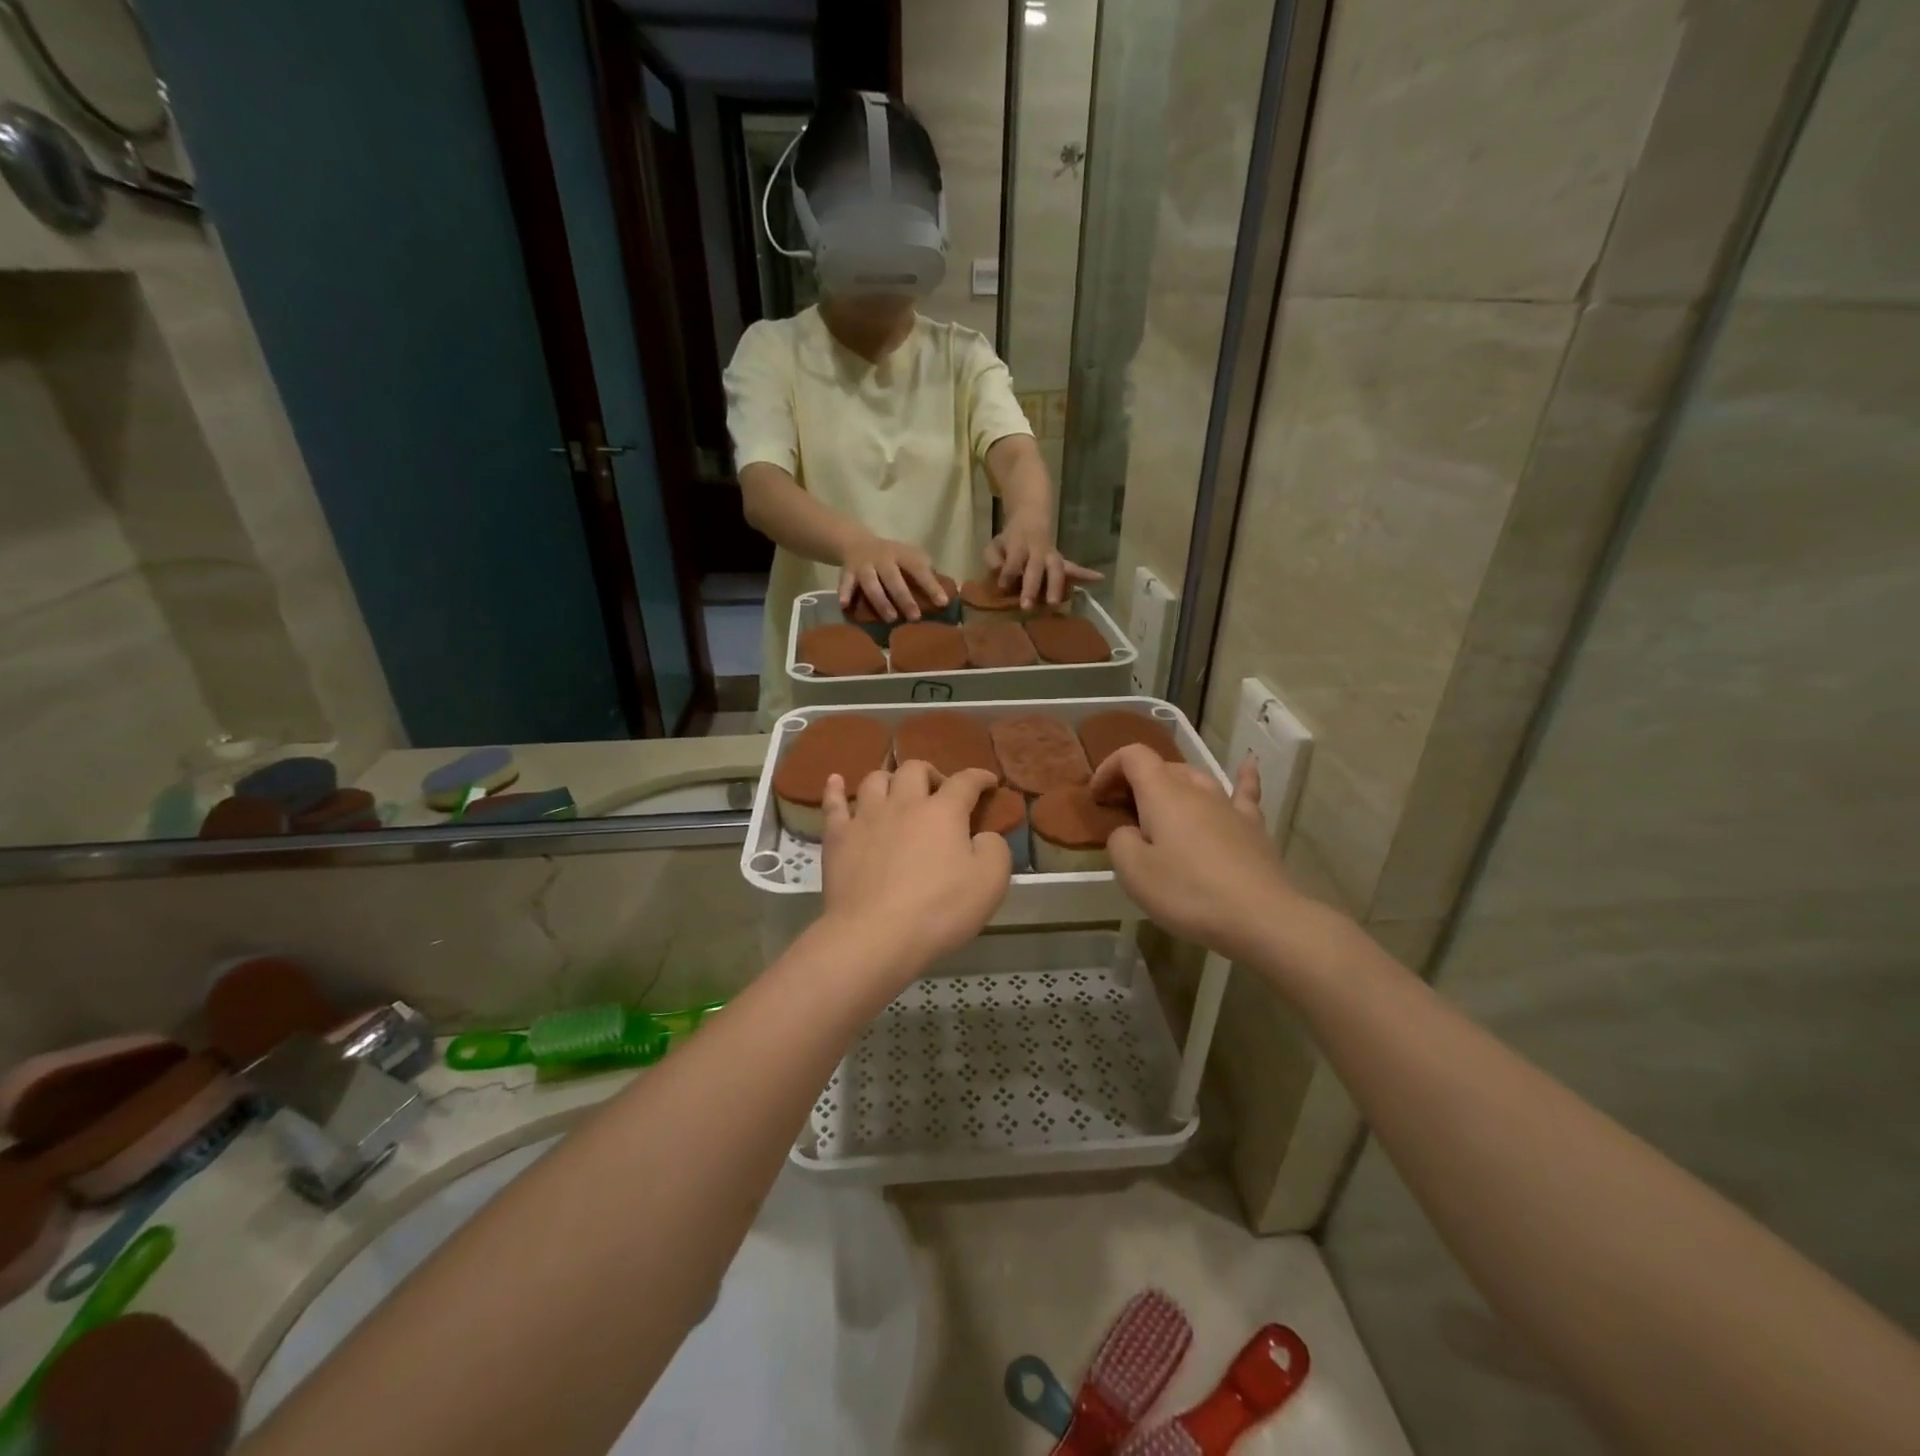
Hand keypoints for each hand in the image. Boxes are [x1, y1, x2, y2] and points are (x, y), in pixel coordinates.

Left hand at [818, 762, 1010, 984]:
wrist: (875, 935)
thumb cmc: (939, 909)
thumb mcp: (990, 882)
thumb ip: (994, 849)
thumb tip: (984, 836)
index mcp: (943, 811)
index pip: (965, 782)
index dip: (980, 777)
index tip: (989, 781)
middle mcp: (903, 804)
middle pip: (914, 770)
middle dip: (931, 773)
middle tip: (938, 792)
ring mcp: (866, 818)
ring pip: (875, 780)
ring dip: (890, 780)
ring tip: (897, 792)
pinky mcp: (838, 838)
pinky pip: (833, 804)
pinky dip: (836, 789)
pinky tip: (836, 781)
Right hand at [838, 533, 947, 621]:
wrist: (856, 543)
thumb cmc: (892, 557)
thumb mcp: (910, 556)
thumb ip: (925, 571)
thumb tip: (946, 594)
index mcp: (902, 554)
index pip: (918, 569)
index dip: (930, 585)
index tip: (942, 602)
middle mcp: (883, 558)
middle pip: (893, 578)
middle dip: (904, 598)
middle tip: (915, 617)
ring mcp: (864, 565)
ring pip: (871, 583)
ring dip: (881, 601)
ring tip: (891, 618)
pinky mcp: (848, 571)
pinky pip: (845, 582)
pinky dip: (844, 592)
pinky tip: (845, 605)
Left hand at [984, 513, 1102, 609]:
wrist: (1030, 521)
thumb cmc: (1009, 542)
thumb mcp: (995, 545)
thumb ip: (993, 558)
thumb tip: (998, 572)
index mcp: (1019, 545)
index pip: (1015, 559)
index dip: (1010, 571)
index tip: (1003, 586)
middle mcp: (1038, 551)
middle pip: (1037, 567)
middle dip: (1032, 587)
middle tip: (1027, 606)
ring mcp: (1052, 557)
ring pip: (1057, 569)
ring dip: (1056, 586)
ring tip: (1055, 603)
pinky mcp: (1062, 563)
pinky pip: (1075, 569)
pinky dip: (1087, 574)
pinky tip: (1099, 578)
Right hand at [1092, 745, 1302, 964]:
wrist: (1260, 917)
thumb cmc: (1188, 893)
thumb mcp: (1133, 873)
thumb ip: (1120, 842)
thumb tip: (1130, 832)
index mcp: (1162, 794)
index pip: (1132, 757)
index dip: (1109, 768)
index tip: (1097, 797)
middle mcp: (1196, 790)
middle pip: (1162, 767)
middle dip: (1136, 781)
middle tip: (1122, 811)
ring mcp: (1228, 805)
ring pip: (1196, 778)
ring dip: (1173, 783)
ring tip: (1161, 803)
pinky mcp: (1252, 826)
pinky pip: (1244, 792)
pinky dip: (1242, 776)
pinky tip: (1248, 763)